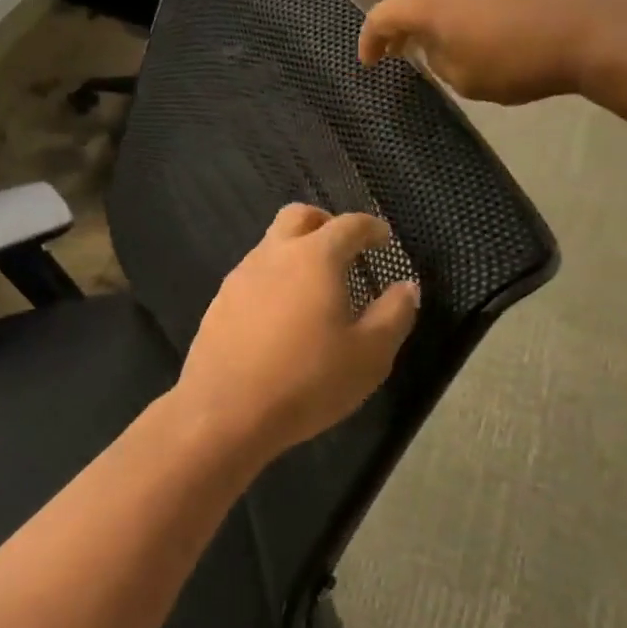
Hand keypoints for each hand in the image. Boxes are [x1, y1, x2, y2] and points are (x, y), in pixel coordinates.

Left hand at [174, 206, 420, 464]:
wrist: (225, 411)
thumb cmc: (307, 380)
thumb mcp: (369, 354)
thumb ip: (395, 314)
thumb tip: (407, 287)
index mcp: (315, 257)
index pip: (349, 225)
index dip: (371, 228)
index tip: (384, 239)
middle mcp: (274, 254)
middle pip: (299, 216)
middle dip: (325, 223)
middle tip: (345, 248)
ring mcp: (240, 276)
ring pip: (271, 245)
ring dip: (296, 251)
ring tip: (315, 287)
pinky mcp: (219, 302)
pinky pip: (253, 275)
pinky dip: (274, 279)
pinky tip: (282, 314)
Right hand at [358, 0, 605, 104]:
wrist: (587, 30)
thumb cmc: (518, 63)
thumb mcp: (465, 78)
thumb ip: (435, 59)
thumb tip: (432, 43)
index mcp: (427, 2)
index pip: (380, 16)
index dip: (369, 41)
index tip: (371, 63)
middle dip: (393, 14)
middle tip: (401, 45)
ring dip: (423, 1)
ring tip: (436, 33)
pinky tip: (470, 19)